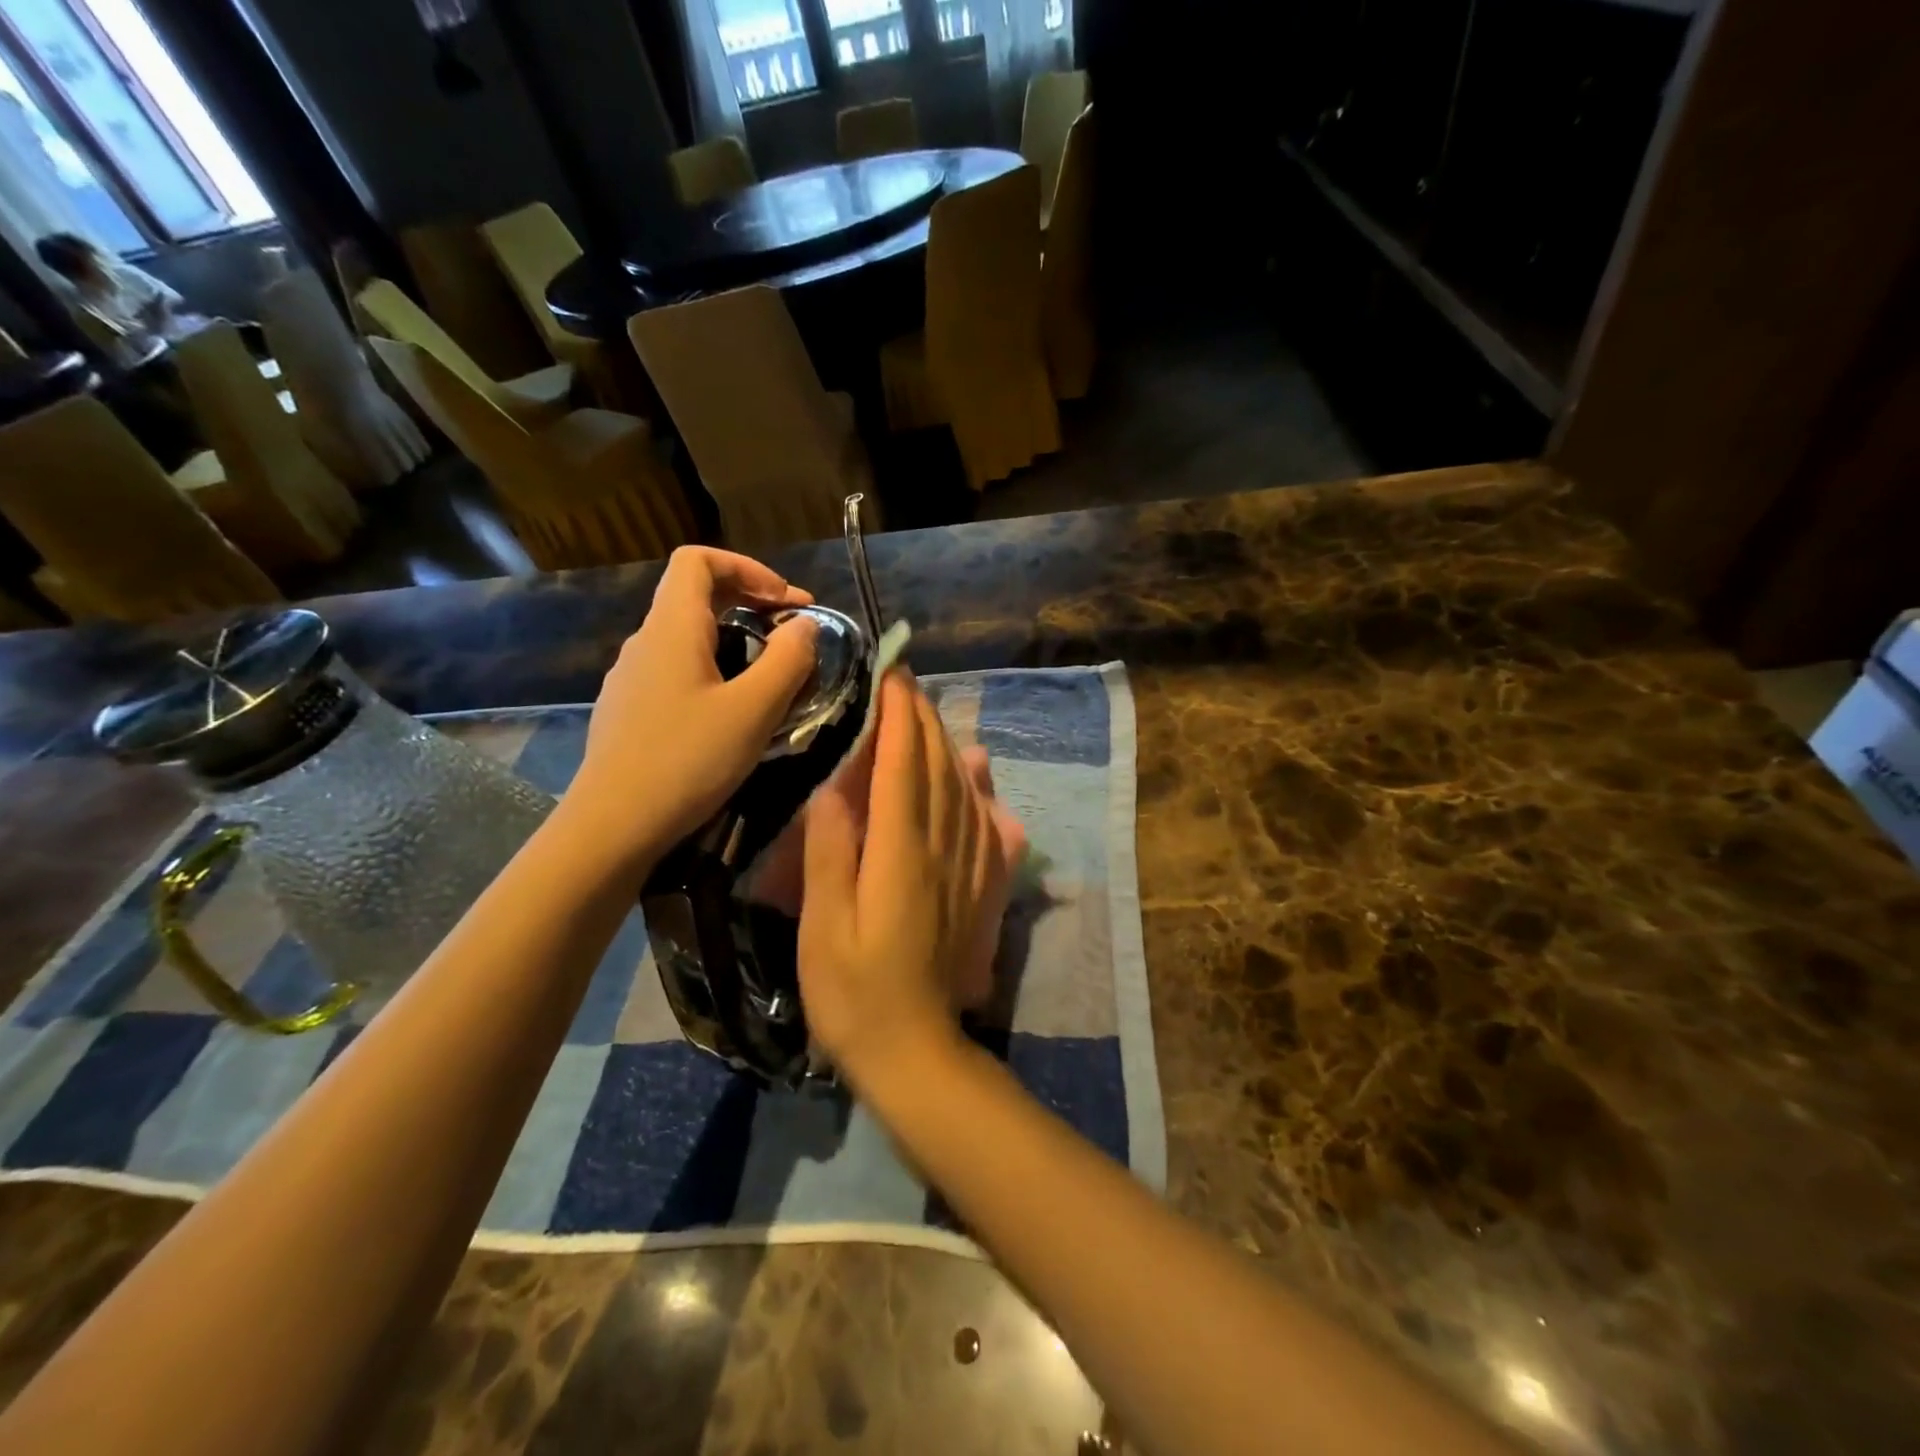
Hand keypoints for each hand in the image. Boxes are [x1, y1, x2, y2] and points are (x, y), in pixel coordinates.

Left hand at [568, 547, 817, 871]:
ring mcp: (632, 677)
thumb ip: (788, 660)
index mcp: (671, 627)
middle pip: (696, 595)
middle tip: (795, 636)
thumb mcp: (754, 710)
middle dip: (751, 604)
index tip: (787, 603)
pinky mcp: (629, 710)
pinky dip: (714, 671)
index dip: (749, 568)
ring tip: (772, 678)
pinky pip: (677, 670)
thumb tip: (805, 626)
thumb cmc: (687, 760)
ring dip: (736, 641)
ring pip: (688, 637)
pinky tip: (733, 714)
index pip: (699, 560)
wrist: (612, 826)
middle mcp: (645, 642)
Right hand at [799, 671, 1013, 1085]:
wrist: (913, 1049)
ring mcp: (968, 867)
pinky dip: (980, 789)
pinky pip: (986, 823)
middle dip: (922, 718)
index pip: (902, 764)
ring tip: (929, 714)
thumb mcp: (824, 924)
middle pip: (938, 767)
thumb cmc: (852, 991)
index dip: (898, 715)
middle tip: (904, 682)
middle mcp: (943, 847)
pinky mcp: (979, 888)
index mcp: (901, 852)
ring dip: (947, 744)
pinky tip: (978, 773)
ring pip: (965, 788)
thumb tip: (837, 785)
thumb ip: (831, 850)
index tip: (890, 675)